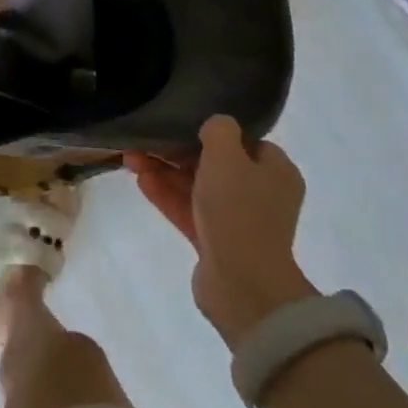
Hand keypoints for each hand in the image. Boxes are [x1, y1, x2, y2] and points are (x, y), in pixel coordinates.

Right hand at [127, 116, 317, 347]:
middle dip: (178, 152)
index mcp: (276, 172)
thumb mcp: (227, 156)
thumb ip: (218, 130)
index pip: (246, 142)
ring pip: (197, 187)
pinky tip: (140, 180)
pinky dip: (166, 195)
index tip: (184, 125)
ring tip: (131, 158)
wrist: (241, 283)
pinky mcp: (215, 241)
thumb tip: (212, 126)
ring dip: (165, 172)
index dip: (214, 133)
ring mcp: (237, 220)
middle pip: (216, 164)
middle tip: (147, 141)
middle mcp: (261, 194)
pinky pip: (188, 210)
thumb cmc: (238, 211)